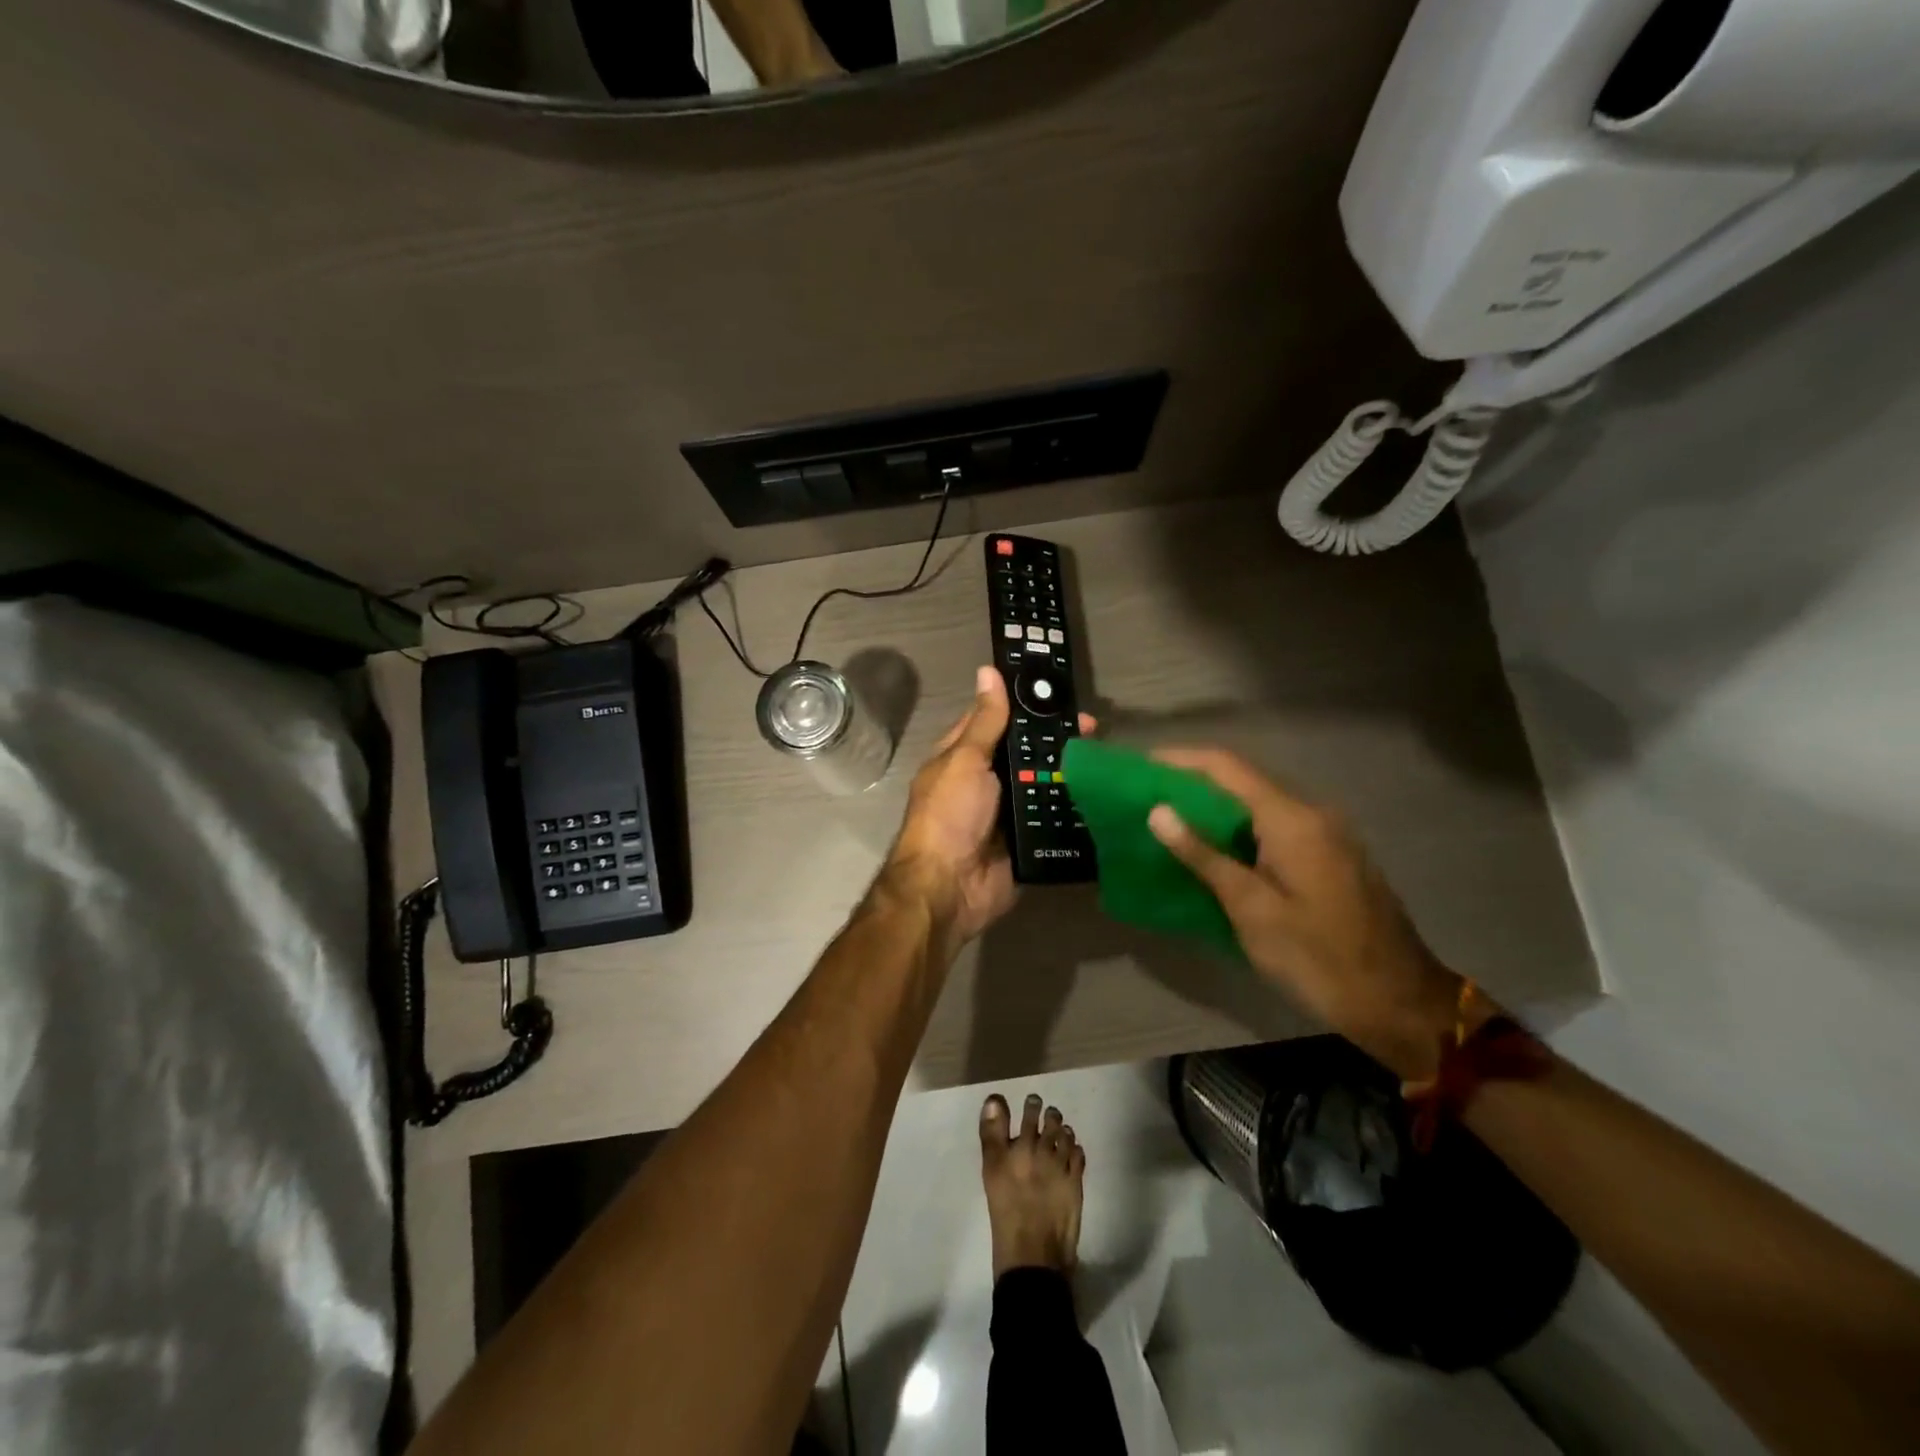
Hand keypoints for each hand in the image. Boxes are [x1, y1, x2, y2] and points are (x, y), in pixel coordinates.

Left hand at [884, 666, 1093, 946]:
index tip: (1059, 691)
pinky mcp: (1028, 841)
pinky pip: (1055, 820)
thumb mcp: (965, 760)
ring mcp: (1009, 812)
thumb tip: (989, 671)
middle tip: (1097, 728)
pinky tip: (1107, 797)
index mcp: (963, 756)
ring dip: (1071, 773)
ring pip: (1045, 784)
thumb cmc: (950, 815)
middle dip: (1057, 740)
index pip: (996, 719)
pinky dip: (1075, 810)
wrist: (950, 889)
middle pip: (1026, 753)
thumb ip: (985, 721)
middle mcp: (987, 781)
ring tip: (1109, 758)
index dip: (1023, 704)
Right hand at [1145, 748, 1470, 1081]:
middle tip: (1149, 796)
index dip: (1181, 760)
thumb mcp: (1251, 909)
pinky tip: (1217, 849)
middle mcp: (1313, 813)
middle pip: (1244, 781)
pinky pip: (1278, 827)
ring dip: (1217, 808)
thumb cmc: (1317, 957)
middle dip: (1194, 783)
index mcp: (1292, 819)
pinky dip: (1241, 829)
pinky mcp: (1334, 856)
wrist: (1400, 1003)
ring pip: (1261, 805)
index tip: (1142, 764)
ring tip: (1172, 821)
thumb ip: (1203, 855)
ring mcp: (1329, 834)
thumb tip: (1158, 811)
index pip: (1227, 768)